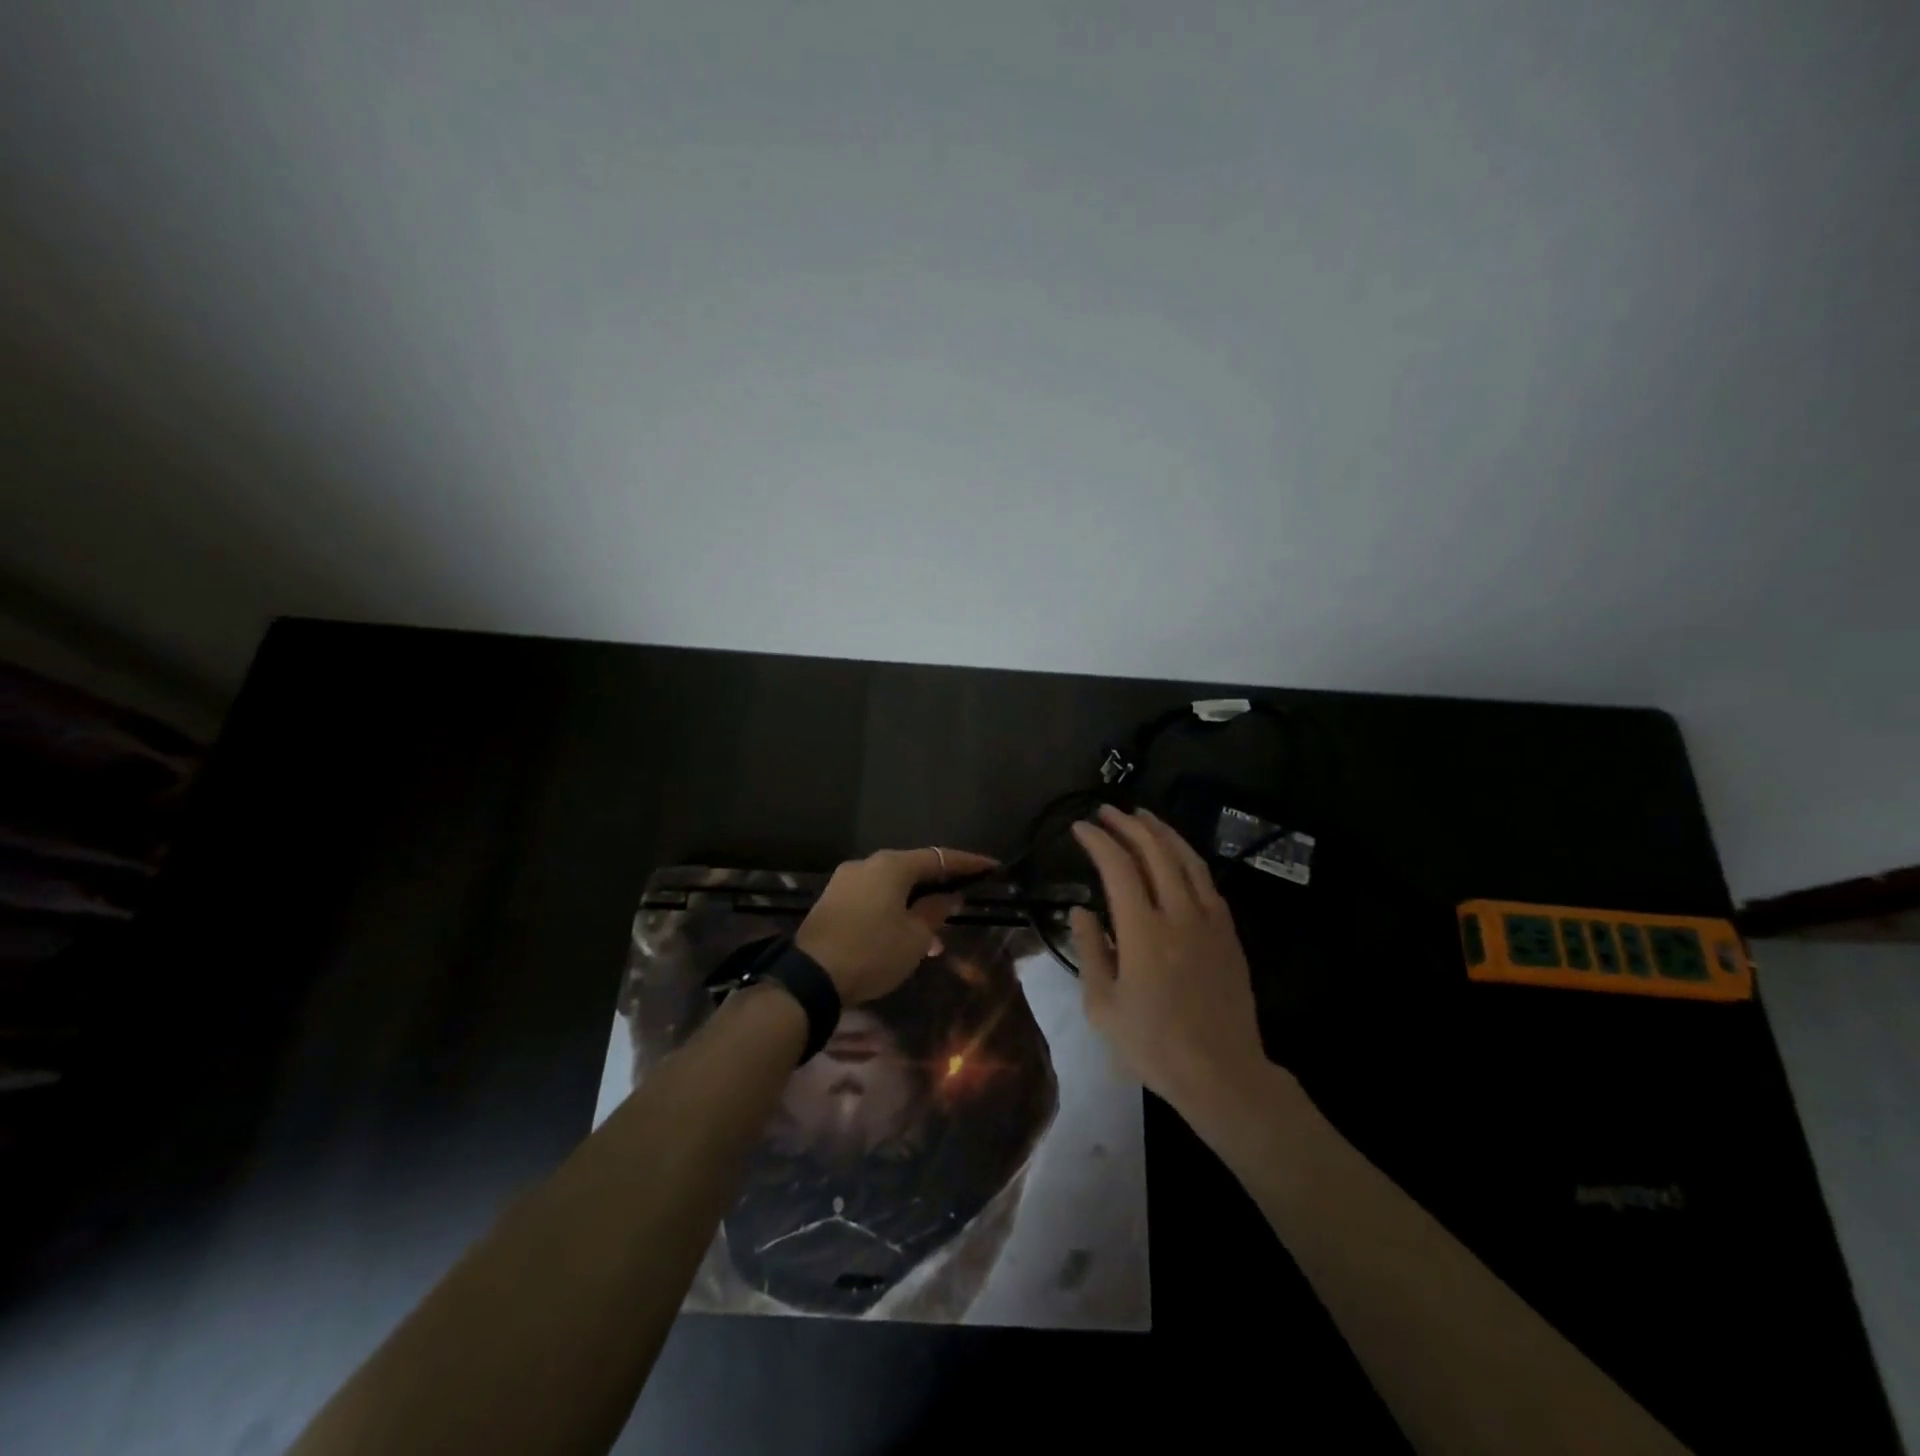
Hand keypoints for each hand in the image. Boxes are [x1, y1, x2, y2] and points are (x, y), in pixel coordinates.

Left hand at [795, 846, 996, 1003]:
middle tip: (962, 903)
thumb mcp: (915, 937)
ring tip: (934, 939)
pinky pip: (873, 898)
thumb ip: (935, 911)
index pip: (939, 857)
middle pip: (913, 869)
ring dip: (915, 906)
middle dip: (939, 887)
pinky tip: (903, 939)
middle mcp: (867, 864)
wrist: (810, 978)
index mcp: (891, 866)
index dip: (968, 863)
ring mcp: (845, 881)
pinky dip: (893, 911)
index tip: (992, 867)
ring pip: (892, 888)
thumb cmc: (872, 953)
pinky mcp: (832, 901)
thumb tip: (949, 896)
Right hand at [1071, 806, 1269, 1117]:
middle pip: (1155, 851)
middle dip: (1128, 824)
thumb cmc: (1153, 1045)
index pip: (1118, 867)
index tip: (1079, 828)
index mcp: (1143, 932)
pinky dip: (1187, 858)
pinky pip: (1207, 881)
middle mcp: (1179, 915)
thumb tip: (1081, 910)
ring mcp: (1210, 921)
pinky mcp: (1229, 933)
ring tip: (1141, 815)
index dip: (1097, 841)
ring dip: (1161, 831)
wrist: (1221, 1072)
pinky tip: (1176, 854)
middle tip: (1106, 812)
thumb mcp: (1103, 1006)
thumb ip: (1090, 950)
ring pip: (1186, 859)